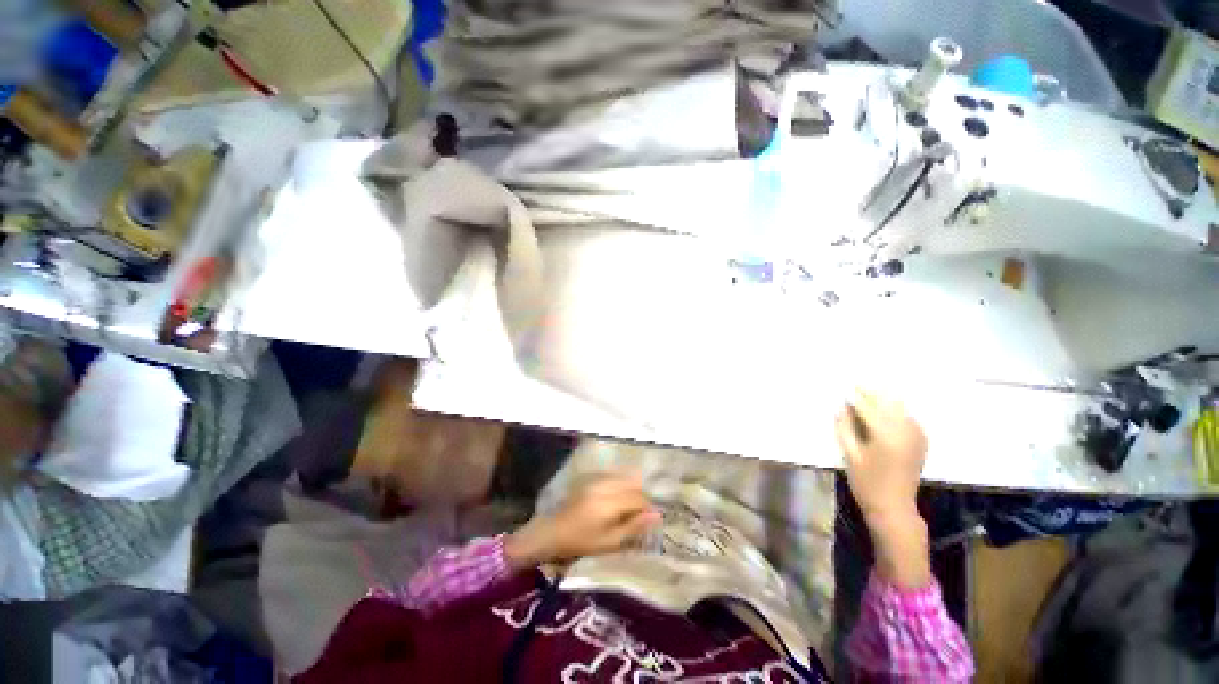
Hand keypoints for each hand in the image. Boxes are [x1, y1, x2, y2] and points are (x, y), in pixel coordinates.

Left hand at [505, 472, 660, 568]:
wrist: (553, 531)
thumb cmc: (582, 542)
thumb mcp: (610, 541)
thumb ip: (634, 527)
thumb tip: (656, 515)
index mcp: (610, 502)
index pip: (638, 498)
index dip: (647, 508)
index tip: (649, 519)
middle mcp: (605, 485)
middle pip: (633, 484)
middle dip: (640, 497)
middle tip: (640, 514)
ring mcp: (597, 479)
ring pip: (624, 478)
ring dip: (631, 489)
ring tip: (629, 506)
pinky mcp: (591, 478)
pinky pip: (613, 476)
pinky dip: (620, 484)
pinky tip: (617, 497)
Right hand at [835, 389, 931, 587]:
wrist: (894, 507)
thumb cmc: (866, 482)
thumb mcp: (850, 454)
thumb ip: (845, 428)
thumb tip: (841, 407)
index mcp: (885, 435)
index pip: (868, 407)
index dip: (855, 396)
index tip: (844, 386)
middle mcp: (904, 431)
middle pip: (887, 403)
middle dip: (871, 392)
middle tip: (856, 384)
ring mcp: (916, 436)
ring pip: (900, 408)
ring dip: (884, 399)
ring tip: (869, 392)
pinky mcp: (920, 441)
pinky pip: (908, 417)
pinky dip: (896, 409)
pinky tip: (886, 409)